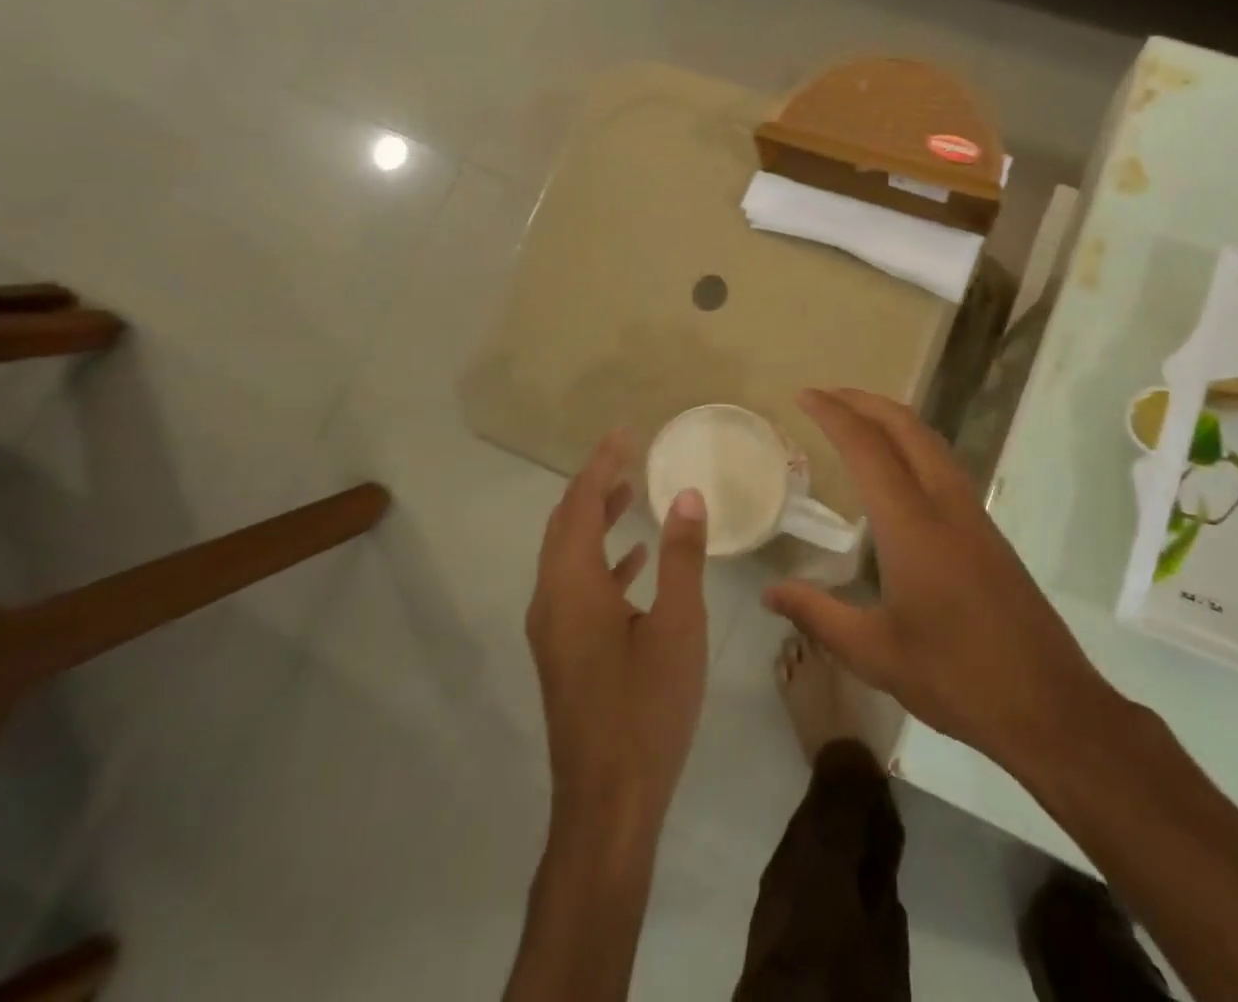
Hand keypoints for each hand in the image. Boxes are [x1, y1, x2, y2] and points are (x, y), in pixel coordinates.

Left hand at [526, 433, 709, 844]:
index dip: (600, 463)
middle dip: (593, 486)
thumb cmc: (646, 707)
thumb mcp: (677, 625)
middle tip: (626, 456)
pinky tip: (635, 561)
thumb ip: (681, 556)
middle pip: (565, 525)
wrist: (608, 803)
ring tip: (631, 494)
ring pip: (569, 556)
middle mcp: (551, 600)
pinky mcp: (564, 654)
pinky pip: (576, 586)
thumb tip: (686, 496)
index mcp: (571, 585)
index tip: (624, 433)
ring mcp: (553, 630)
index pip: (579, 504)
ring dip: (596, 521)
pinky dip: (602, 561)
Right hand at [764, 389, 1127, 779]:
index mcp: (912, 524)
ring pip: (930, 440)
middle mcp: (945, 504)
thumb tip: (769, 593)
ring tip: (856, 418)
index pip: (867, 447)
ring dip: (891, 418)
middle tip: (825, 396)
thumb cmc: (956, 677)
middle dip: (863, 401)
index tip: (804, 395)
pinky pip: (943, 463)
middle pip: (905, 426)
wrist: (1050, 706)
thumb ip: (817, 615)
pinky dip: (912, 442)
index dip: (833, 414)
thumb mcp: (874, 653)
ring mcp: (973, 514)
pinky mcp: (988, 531)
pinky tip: (898, 468)